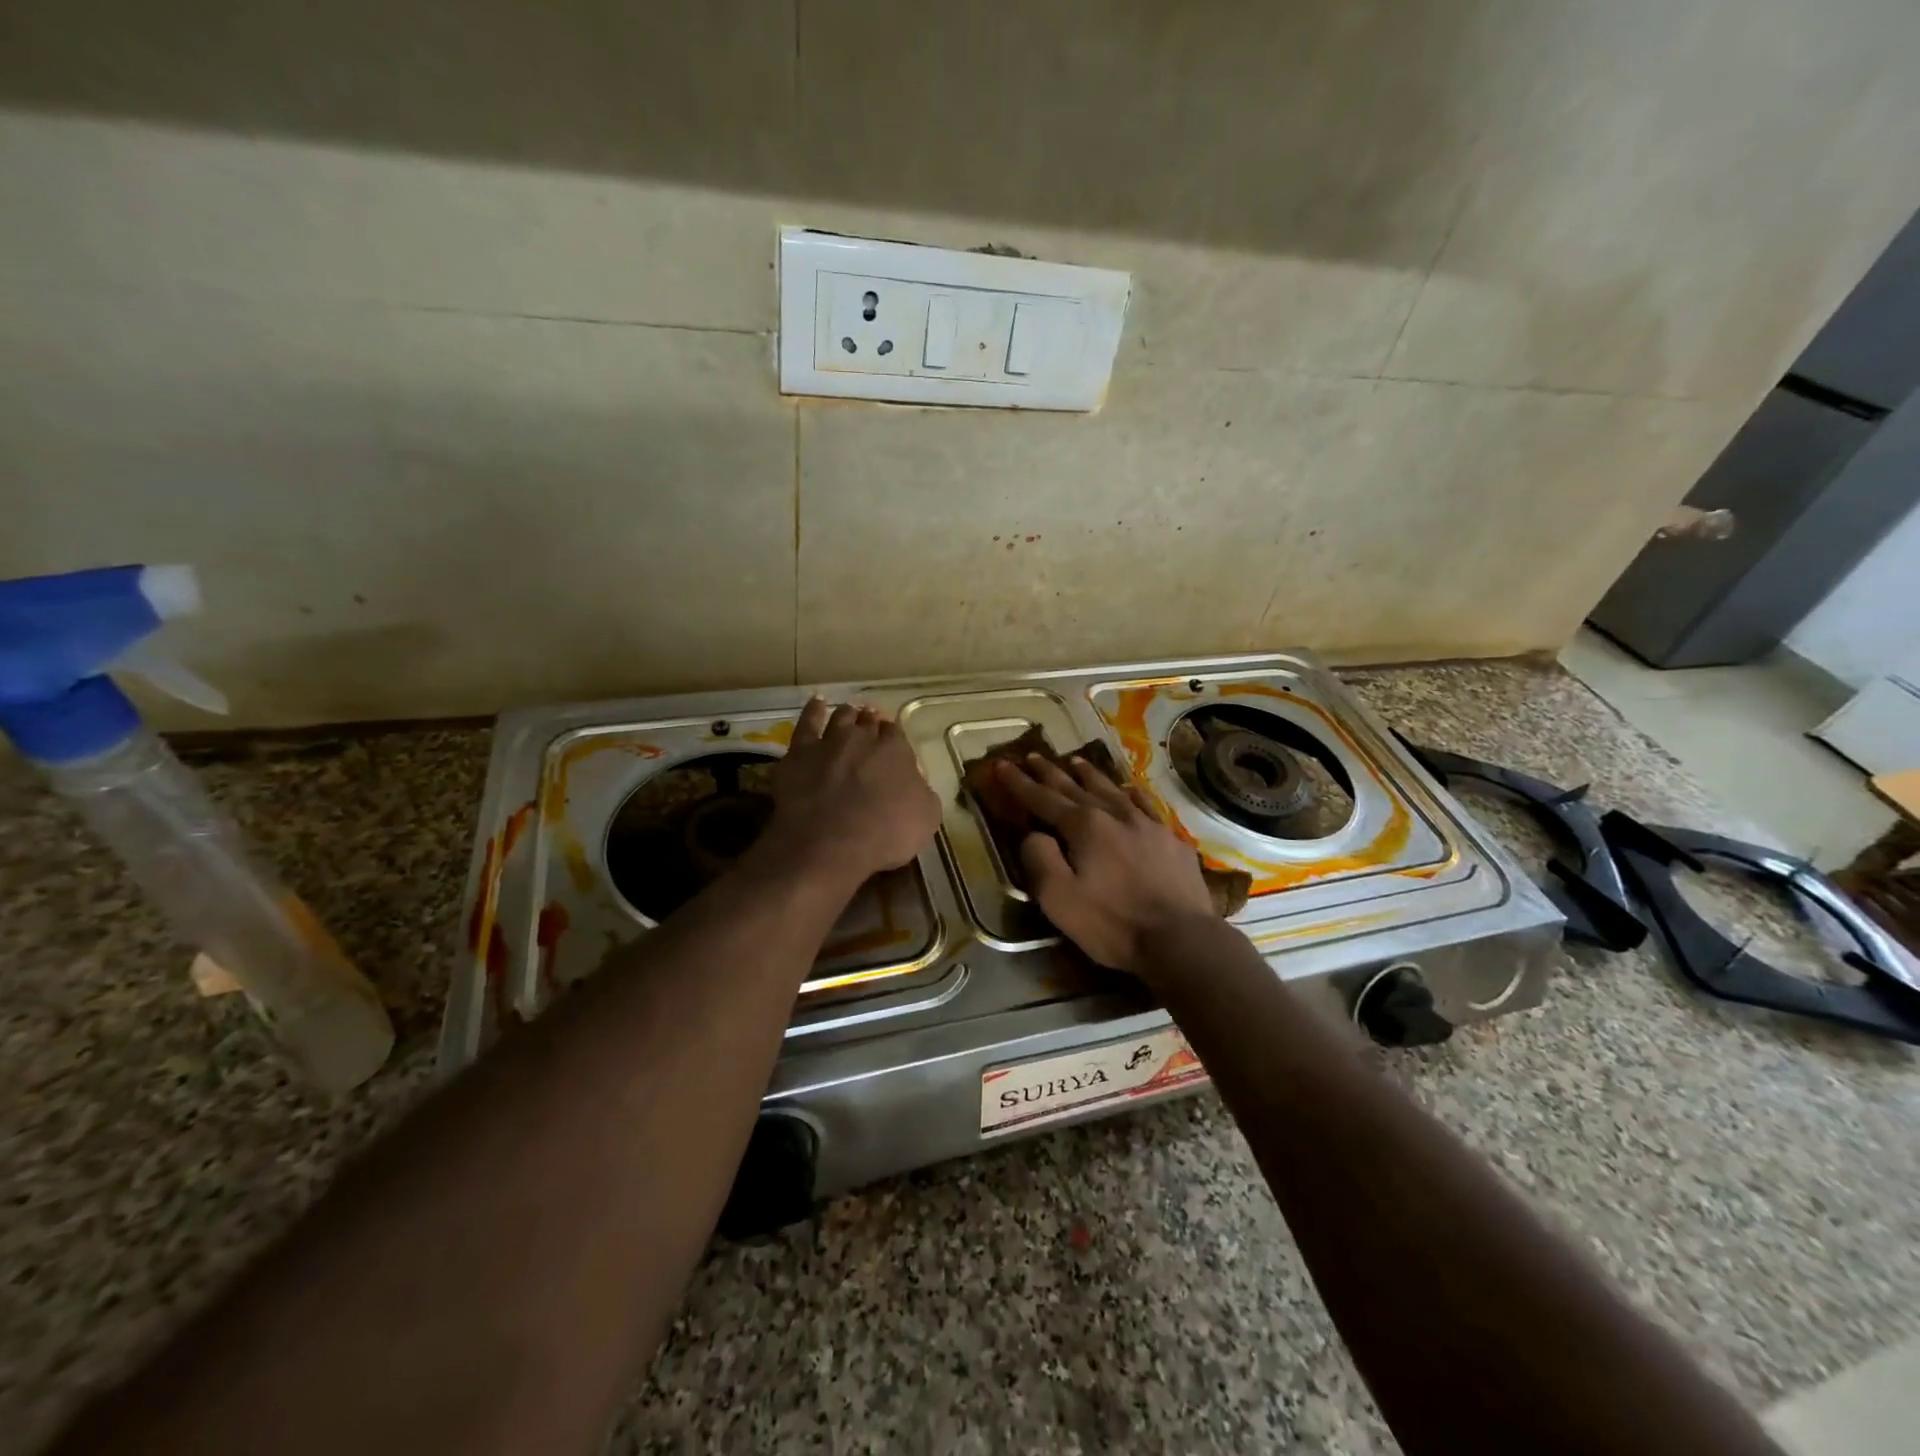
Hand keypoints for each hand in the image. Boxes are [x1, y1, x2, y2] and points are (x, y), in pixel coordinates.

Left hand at [764, 698, 941, 888]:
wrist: (830, 843)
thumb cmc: (885, 834)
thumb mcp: (925, 819)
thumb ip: (922, 793)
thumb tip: (915, 784)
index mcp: (896, 751)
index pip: (896, 734)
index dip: (893, 737)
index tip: (891, 741)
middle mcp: (863, 738)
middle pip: (868, 722)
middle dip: (870, 722)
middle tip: (870, 722)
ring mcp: (829, 742)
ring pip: (840, 717)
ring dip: (847, 714)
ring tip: (849, 712)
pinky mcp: (799, 753)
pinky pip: (806, 723)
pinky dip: (813, 711)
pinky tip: (817, 703)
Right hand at [994, 754, 1215, 977]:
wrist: (1181, 939)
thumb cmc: (1112, 923)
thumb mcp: (1059, 899)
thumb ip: (1039, 859)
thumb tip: (1034, 834)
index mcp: (1084, 827)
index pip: (1043, 798)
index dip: (1019, 783)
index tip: (1001, 765)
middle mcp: (1114, 814)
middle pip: (1075, 787)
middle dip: (1050, 772)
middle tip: (1032, 755)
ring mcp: (1147, 824)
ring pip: (1111, 789)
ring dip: (1089, 774)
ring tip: (1075, 761)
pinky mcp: (1171, 839)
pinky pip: (1145, 804)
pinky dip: (1130, 793)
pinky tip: (1128, 790)